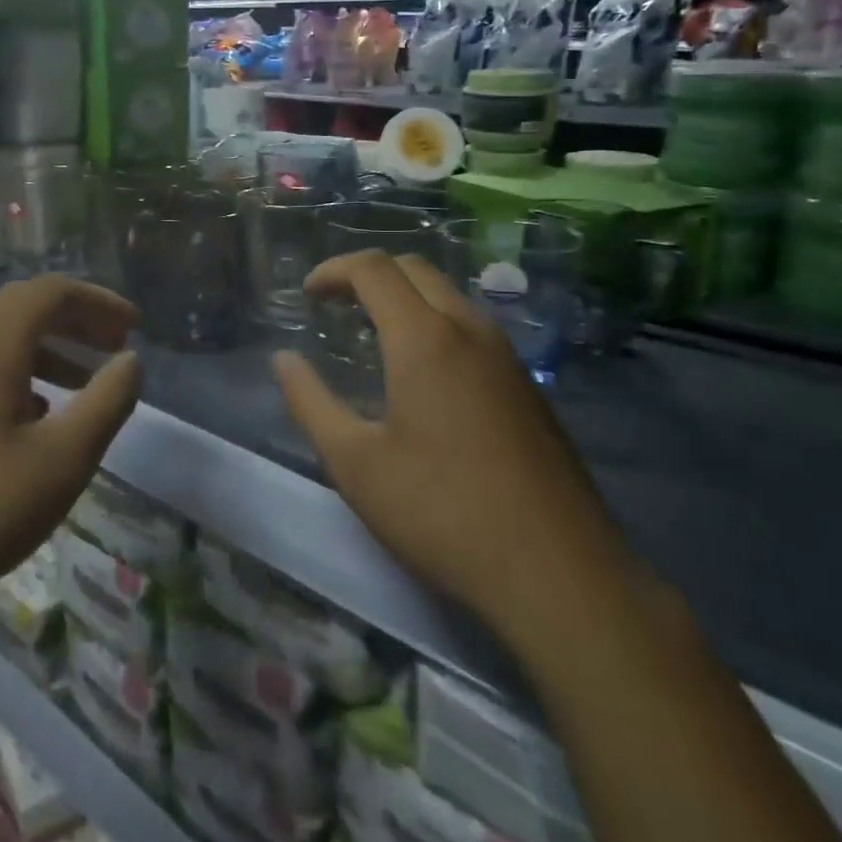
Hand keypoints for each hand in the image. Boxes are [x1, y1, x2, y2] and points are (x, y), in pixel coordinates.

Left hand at [0, 276, 142, 630]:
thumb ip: (107, 401)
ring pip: (1, 334)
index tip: (134, 326)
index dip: (98, 302)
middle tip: (116, 343)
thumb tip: (131, 361)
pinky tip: (40, 411)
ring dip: (50, 345)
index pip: (51, 292)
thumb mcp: (63, 459)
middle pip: (25, 306)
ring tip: (87, 377)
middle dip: (76, 318)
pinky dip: (20, 368)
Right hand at [271, 251, 634, 658]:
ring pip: (449, 294)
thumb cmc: (441, 512)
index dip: (333, 270)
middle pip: (415, 269)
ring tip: (372, 333)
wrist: (557, 572)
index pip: (374, 268)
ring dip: (404, 296)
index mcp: (424, 338)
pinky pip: (472, 326)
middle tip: (334, 305)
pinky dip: (434, 321)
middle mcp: (469, 330)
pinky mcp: (527, 385)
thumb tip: (283, 360)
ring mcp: (506, 356)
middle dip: (368, 274)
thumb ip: (310, 402)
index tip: (307, 296)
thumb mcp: (355, 463)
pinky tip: (422, 371)